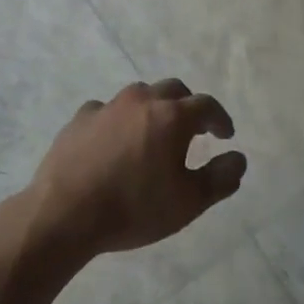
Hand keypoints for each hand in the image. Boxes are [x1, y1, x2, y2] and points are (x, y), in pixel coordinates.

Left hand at [31, 79, 245, 256]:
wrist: (64, 214)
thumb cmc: (134, 208)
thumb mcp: (188, 203)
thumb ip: (220, 178)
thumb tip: (239, 158)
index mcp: (172, 116)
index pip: (206, 105)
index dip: (220, 118)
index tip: (225, 135)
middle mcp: (142, 100)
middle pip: (173, 90)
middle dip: (188, 105)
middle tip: (193, 129)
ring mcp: (108, 106)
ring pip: (139, 96)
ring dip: (153, 108)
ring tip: (153, 133)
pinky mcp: (80, 118)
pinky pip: (107, 111)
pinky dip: (118, 120)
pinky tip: (113, 141)